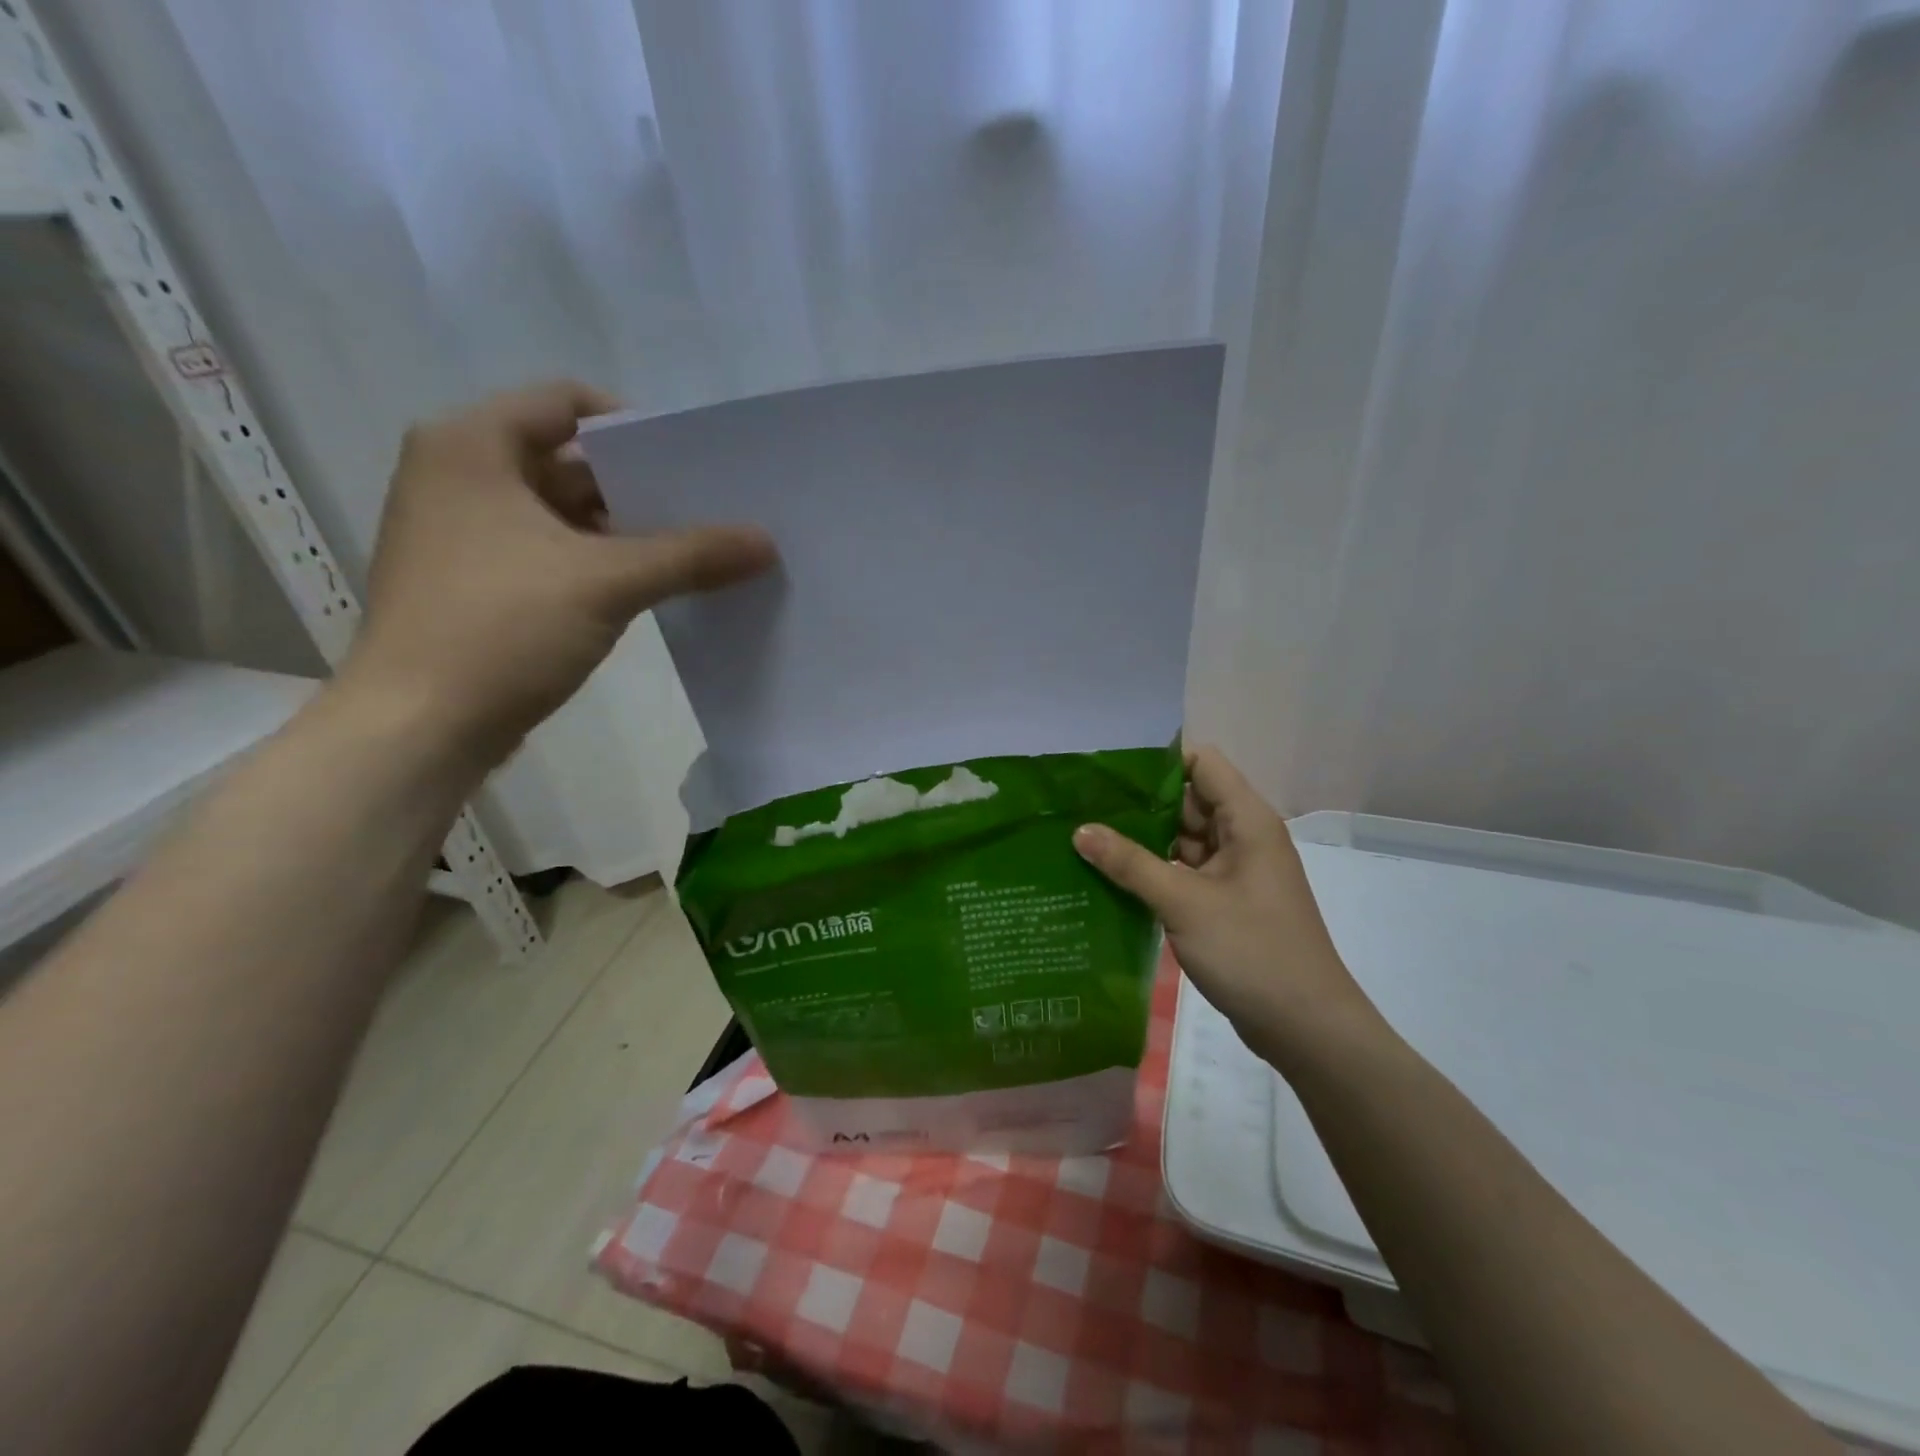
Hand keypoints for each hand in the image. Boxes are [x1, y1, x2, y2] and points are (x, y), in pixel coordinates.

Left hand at [338, 380, 776, 764]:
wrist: (419, 727)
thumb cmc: (501, 629)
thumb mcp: (607, 582)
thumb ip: (691, 556)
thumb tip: (766, 542)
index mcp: (472, 446)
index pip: (567, 402)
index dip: (634, 427)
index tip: (690, 464)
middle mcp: (460, 476)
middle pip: (570, 460)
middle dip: (641, 487)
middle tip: (708, 510)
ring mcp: (465, 533)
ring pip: (564, 513)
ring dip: (626, 531)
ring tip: (694, 551)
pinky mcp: (478, 583)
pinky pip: (552, 553)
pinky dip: (600, 563)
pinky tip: (652, 588)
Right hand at [1073, 747, 1379, 1065]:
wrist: (1305, 1028)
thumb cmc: (1252, 951)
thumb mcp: (1184, 903)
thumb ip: (1130, 863)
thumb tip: (1080, 830)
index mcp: (1247, 821)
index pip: (1202, 763)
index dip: (1159, 761)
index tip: (1109, 770)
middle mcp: (1243, 837)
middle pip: (1188, 800)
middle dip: (1140, 802)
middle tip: (1083, 804)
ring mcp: (1235, 872)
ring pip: (1182, 839)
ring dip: (1142, 839)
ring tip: (1086, 835)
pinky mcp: (1225, 902)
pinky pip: (1184, 871)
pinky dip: (1154, 871)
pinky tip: (1111, 876)